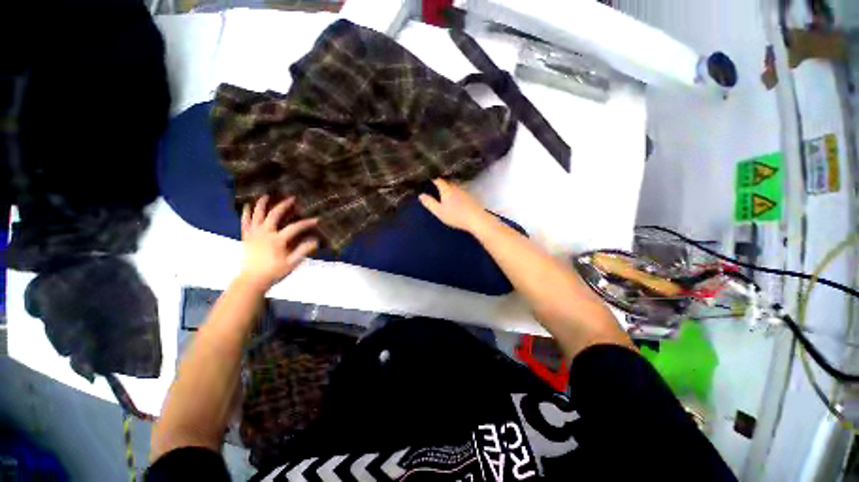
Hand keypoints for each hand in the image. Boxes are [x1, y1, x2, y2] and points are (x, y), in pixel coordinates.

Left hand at [239, 196, 318, 289]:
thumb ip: (303, 251)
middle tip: (292, 198)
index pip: (295, 227)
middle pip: (274, 215)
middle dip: (284, 205)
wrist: (251, 281)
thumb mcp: (292, 263)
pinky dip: (246, 214)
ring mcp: (254, 234)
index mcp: (277, 240)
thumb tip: (315, 241)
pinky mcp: (246, 237)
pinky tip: (247, 206)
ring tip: (266, 195)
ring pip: (257, 215)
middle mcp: (265, 233)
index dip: (306, 223)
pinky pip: (245, 223)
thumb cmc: (273, 273)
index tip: (316, 219)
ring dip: (262, 204)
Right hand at [419, 178, 487, 232]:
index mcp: (446, 189)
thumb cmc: (456, 215)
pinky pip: (460, 190)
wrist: (476, 219)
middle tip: (433, 182)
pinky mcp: (470, 196)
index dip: (432, 177)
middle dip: (440, 180)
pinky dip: (455, 191)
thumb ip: (430, 203)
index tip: (426, 176)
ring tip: (443, 188)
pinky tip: (455, 196)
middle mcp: (456, 187)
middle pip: (447, 180)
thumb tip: (421, 195)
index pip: (438, 179)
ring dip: (448, 185)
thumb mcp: (439, 211)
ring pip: (454, 185)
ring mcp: (464, 190)